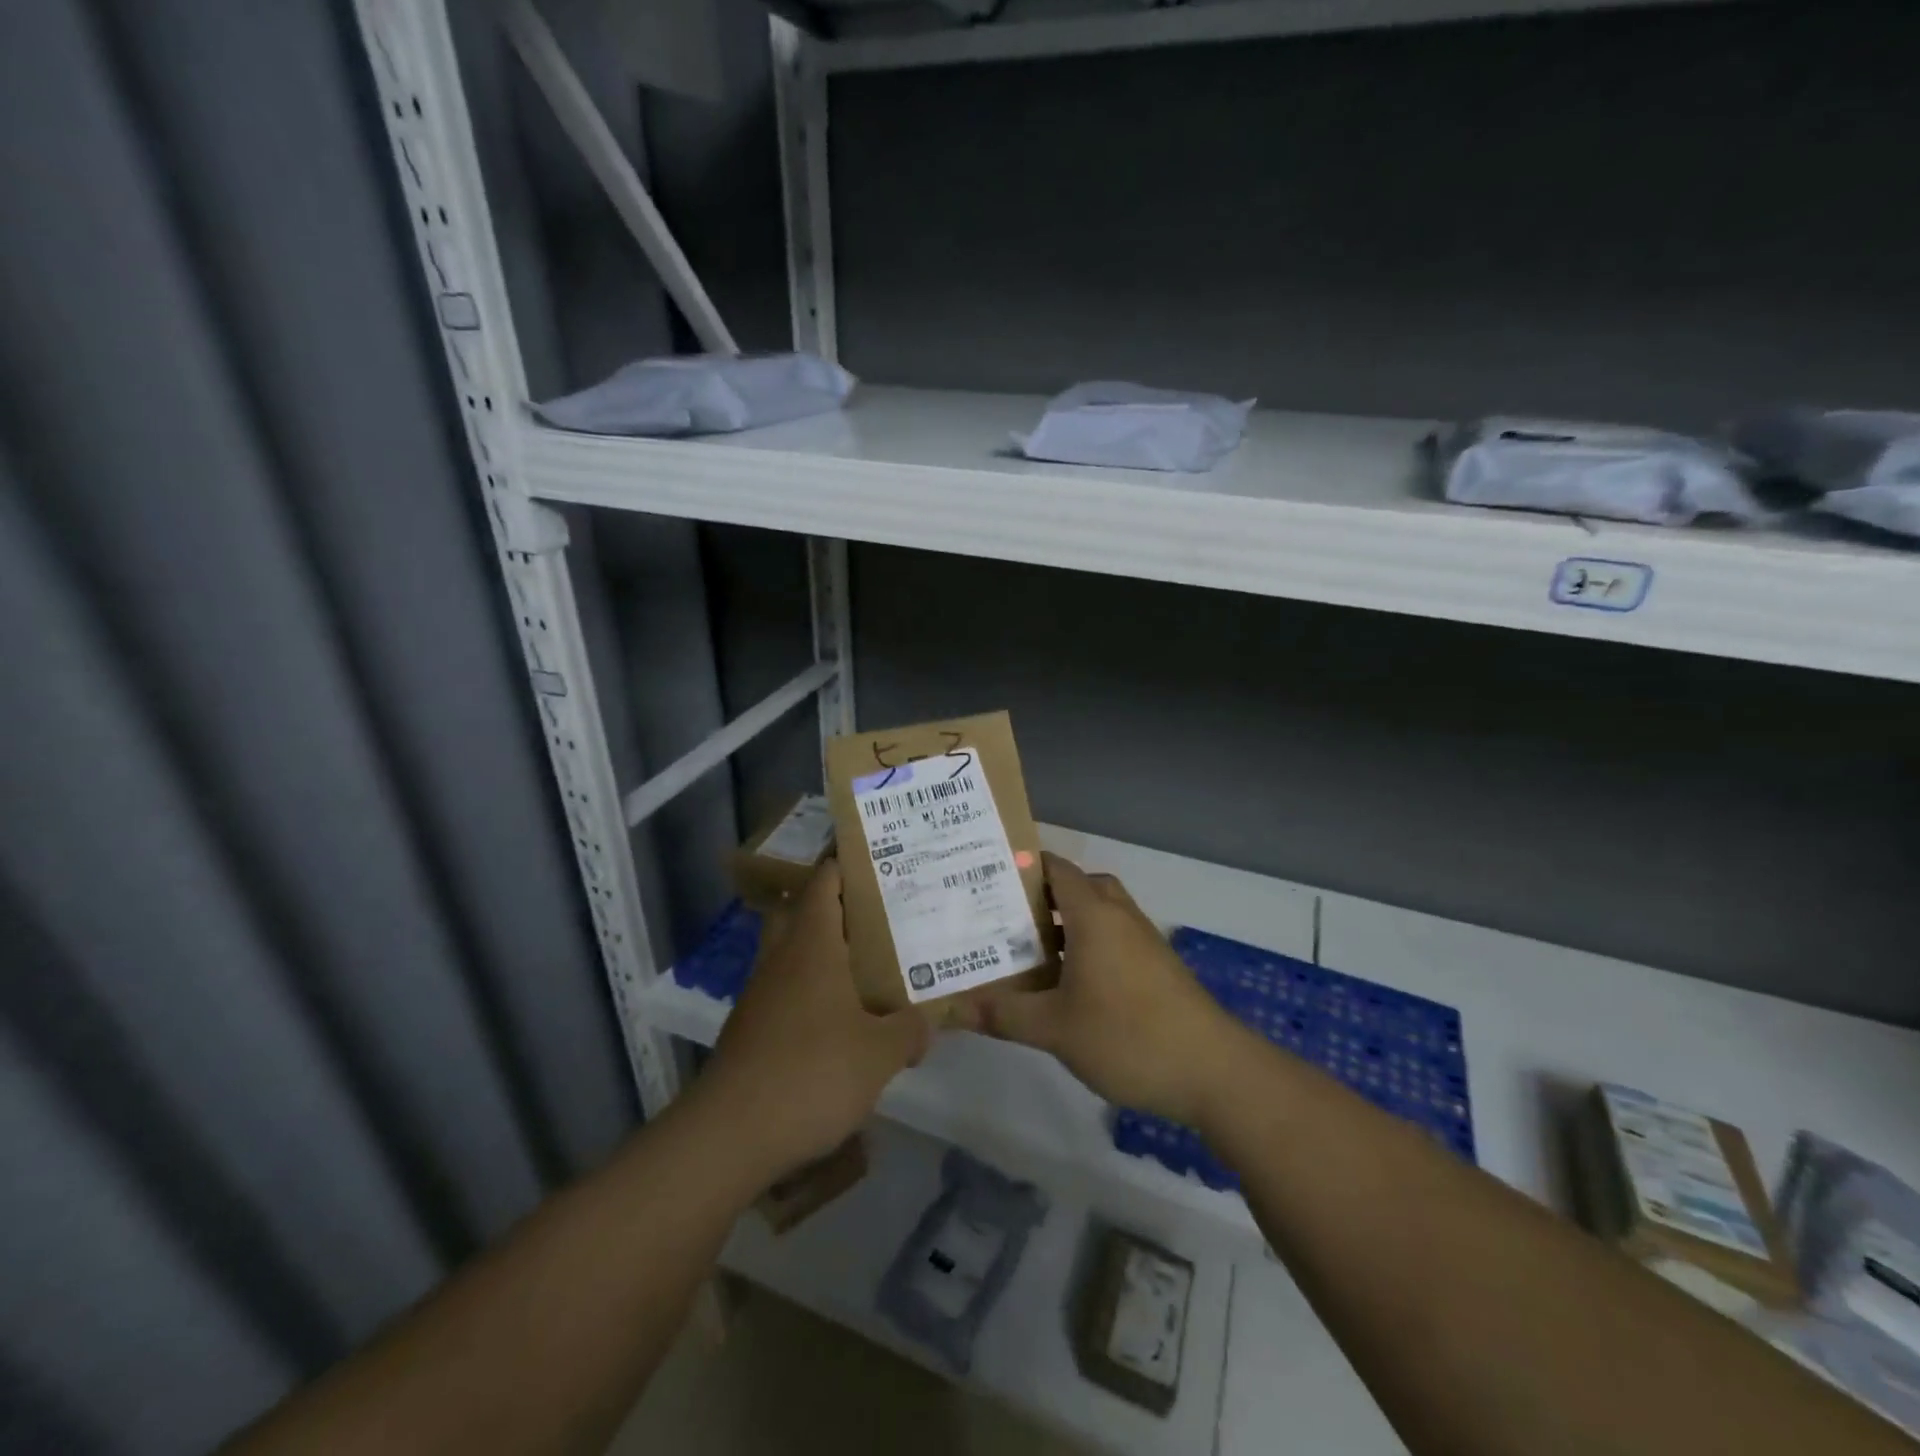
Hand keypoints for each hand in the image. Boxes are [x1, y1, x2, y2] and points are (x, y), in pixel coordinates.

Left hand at [696, 861, 930, 1180]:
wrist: (731, 1135)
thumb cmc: (812, 1074)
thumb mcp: (879, 1054)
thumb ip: (909, 1031)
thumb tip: (928, 1023)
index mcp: (812, 945)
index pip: (824, 882)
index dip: (847, 864)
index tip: (879, 860)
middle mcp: (782, 958)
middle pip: (801, 911)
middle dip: (834, 906)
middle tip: (876, 914)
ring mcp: (760, 994)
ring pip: (791, 953)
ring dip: (822, 952)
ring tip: (866, 966)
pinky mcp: (751, 1029)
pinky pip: (785, 991)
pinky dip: (810, 991)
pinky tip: (838, 1020)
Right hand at [970, 853, 1246, 1127]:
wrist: (1212, 1071)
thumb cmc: (1127, 1036)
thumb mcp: (1054, 1028)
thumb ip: (1003, 1014)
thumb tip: (953, 1009)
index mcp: (1094, 914)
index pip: (1055, 868)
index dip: (1021, 865)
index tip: (985, 877)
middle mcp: (1119, 916)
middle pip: (1077, 887)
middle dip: (1040, 897)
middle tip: (1001, 916)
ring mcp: (1142, 941)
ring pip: (1097, 914)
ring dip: (1065, 924)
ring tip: (1024, 950)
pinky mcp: (1156, 966)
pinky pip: (1112, 938)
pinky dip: (1086, 947)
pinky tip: (1065, 984)